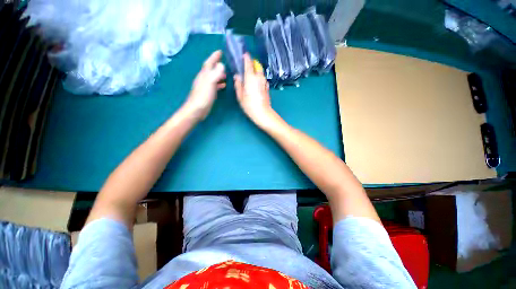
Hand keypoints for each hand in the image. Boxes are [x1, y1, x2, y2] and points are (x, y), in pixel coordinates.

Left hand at [186, 50, 225, 119]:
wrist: (197, 109)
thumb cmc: (203, 96)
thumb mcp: (210, 83)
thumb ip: (216, 73)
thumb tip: (222, 65)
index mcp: (204, 75)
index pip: (209, 63)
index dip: (214, 57)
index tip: (220, 51)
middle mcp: (204, 79)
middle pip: (211, 69)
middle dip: (217, 65)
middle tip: (225, 63)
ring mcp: (206, 86)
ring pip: (213, 77)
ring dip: (219, 75)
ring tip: (226, 75)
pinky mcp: (208, 93)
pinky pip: (214, 85)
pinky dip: (219, 84)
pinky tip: (223, 86)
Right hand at [234, 54, 277, 127]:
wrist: (263, 113)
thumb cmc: (249, 105)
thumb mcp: (240, 96)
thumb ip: (238, 84)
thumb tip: (237, 76)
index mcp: (250, 78)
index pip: (249, 63)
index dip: (246, 58)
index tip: (244, 54)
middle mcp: (259, 78)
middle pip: (257, 66)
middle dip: (252, 63)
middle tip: (246, 65)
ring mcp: (264, 82)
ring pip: (261, 72)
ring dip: (256, 71)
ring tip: (251, 74)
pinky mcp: (267, 88)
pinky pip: (263, 79)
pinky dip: (259, 78)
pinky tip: (256, 83)